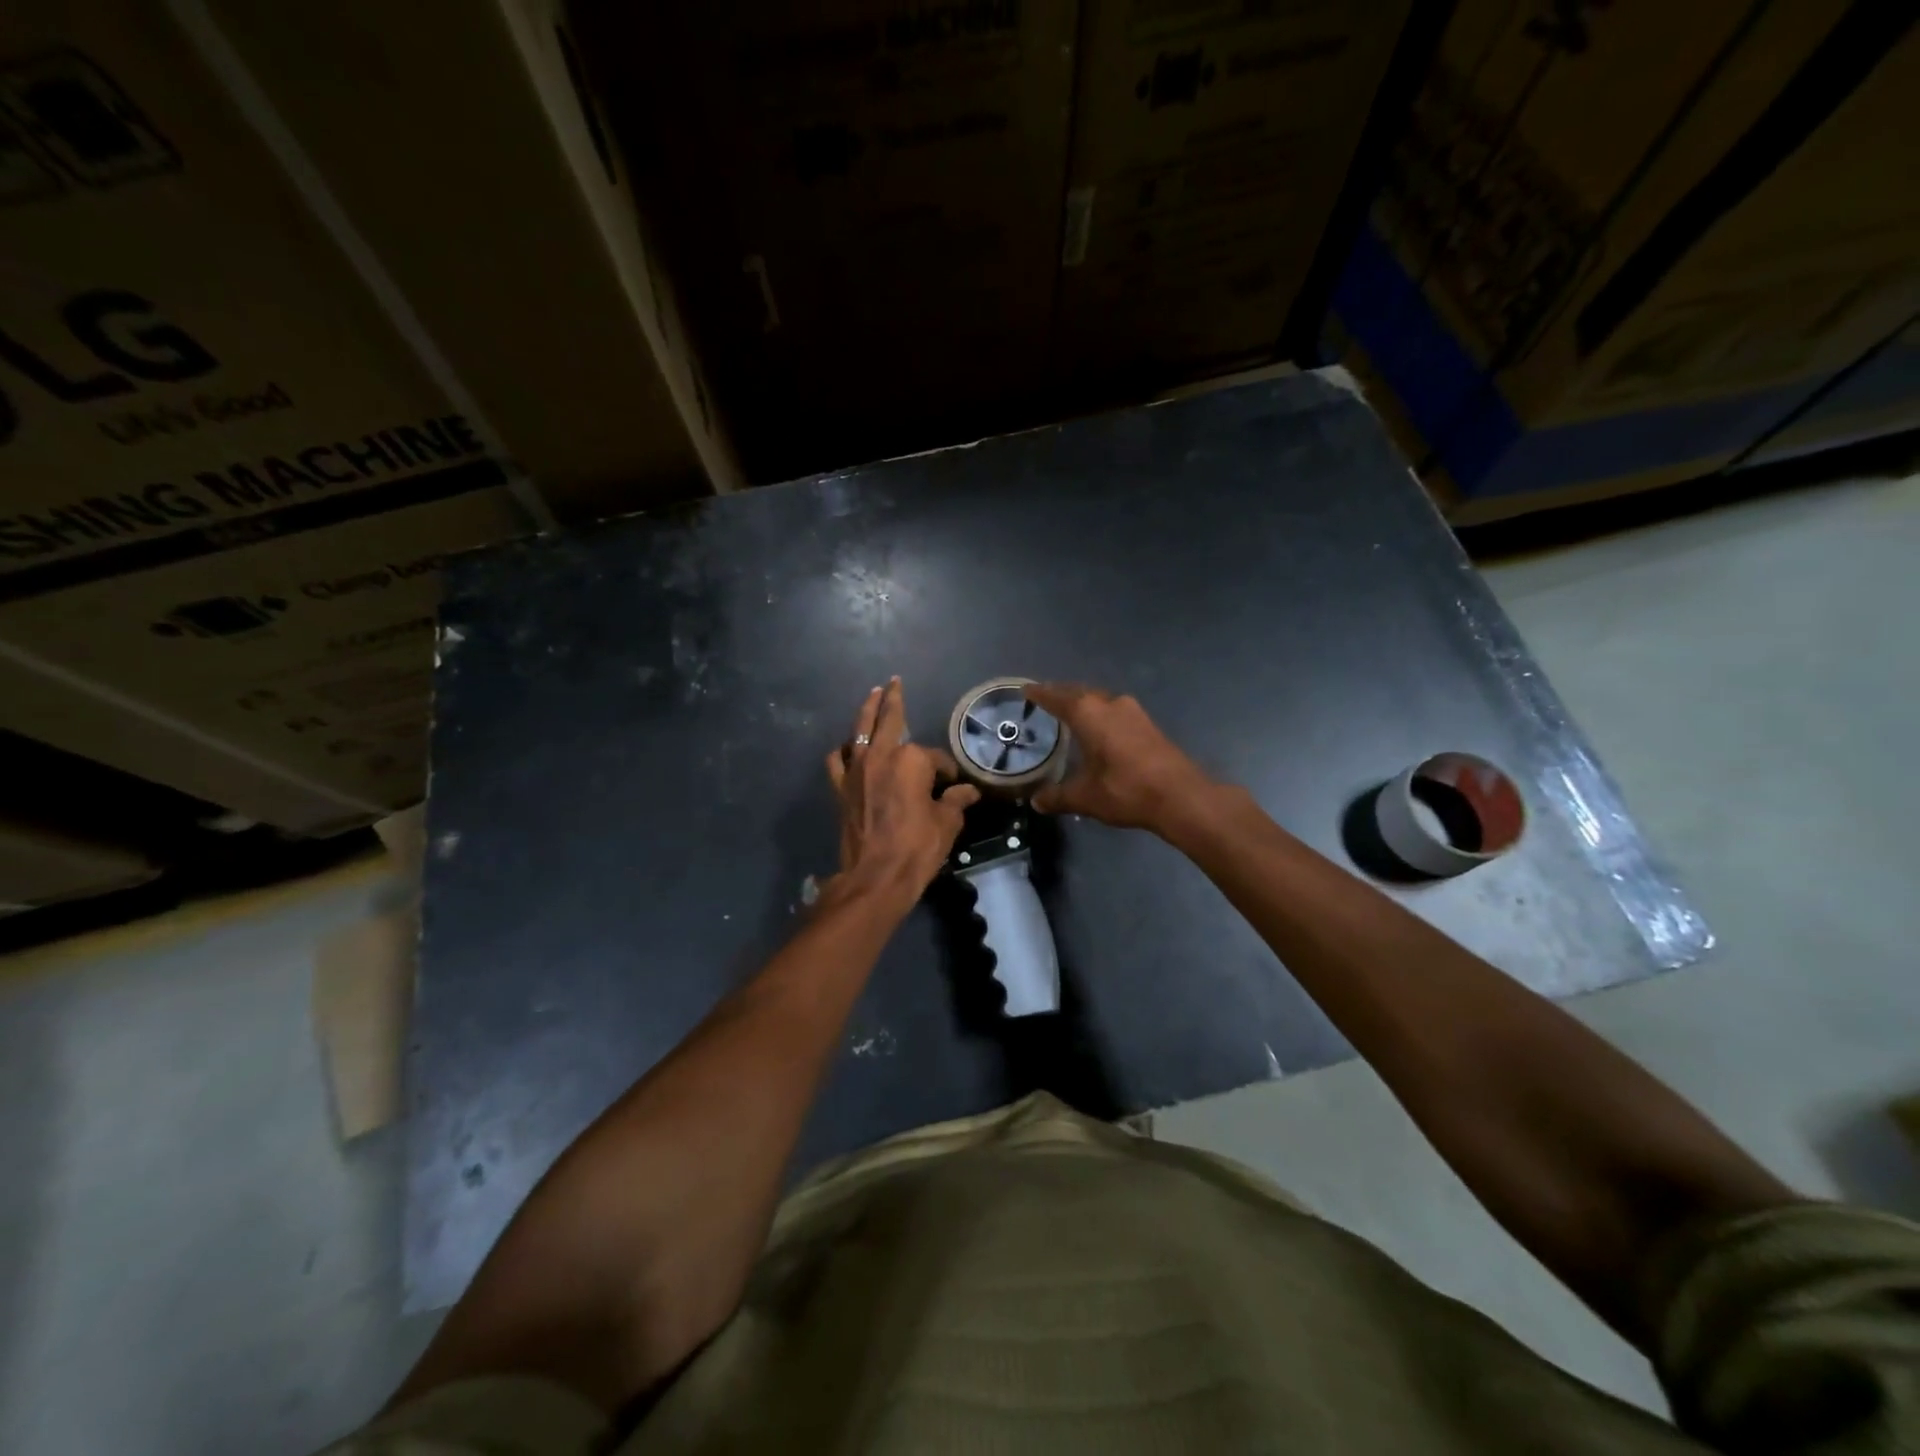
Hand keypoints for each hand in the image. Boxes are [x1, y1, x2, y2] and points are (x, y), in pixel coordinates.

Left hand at [825, 677, 980, 899]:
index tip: (953, 787)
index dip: (948, 772)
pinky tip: (849, 748)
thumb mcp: (946, 824)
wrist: (875, 876)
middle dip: (894, 699)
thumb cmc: (917, 848)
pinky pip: (838, 760)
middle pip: (889, 719)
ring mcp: (857, 770)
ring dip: (867, 711)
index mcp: (912, 760)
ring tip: (872, 696)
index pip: (935, 758)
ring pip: (860, 730)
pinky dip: (843, 751)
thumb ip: (956, 802)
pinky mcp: (841, 788)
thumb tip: (969, 792)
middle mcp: (882, 756)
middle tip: (894, 682)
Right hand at [1027, 683, 1215, 832]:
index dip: (1040, 694)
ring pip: (1101, 700)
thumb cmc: (1125, 790)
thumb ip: (1058, 796)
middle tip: (1045, 699)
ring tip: (1070, 713)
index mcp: (1089, 714)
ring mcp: (1133, 712)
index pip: (1057, 697)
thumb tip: (1036, 801)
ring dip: (1084, 703)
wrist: (1180, 796)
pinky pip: (1115, 711)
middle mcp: (1110, 704)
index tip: (1026, 690)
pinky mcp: (1148, 725)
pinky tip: (1099, 729)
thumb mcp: (1085, 797)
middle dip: (1062, 695)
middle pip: (1080, 693)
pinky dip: (1101, 714)